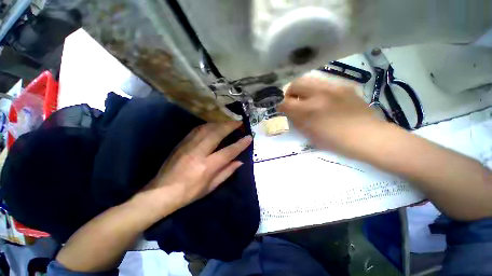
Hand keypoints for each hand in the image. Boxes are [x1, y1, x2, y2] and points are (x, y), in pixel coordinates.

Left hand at [143, 122, 251, 212]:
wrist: (160, 192)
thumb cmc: (189, 193)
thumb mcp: (211, 187)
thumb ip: (227, 172)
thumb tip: (240, 161)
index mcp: (207, 166)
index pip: (228, 151)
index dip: (240, 144)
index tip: (249, 137)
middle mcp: (198, 152)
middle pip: (217, 133)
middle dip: (230, 125)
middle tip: (239, 122)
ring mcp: (188, 145)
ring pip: (207, 128)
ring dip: (220, 123)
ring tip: (228, 123)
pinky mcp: (182, 143)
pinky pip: (197, 129)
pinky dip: (208, 125)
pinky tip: (214, 125)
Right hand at [278, 76, 385, 157]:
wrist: (368, 136)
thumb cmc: (335, 141)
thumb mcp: (309, 134)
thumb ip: (296, 120)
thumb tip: (289, 111)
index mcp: (309, 110)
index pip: (286, 102)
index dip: (281, 106)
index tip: (282, 109)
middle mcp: (319, 94)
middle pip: (295, 83)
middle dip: (290, 92)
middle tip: (292, 101)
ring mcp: (333, 87)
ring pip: (309, 79)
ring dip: (302, 89)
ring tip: (306, 99)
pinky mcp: (344, 85)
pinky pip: (323, 83)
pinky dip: (316, 90)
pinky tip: (322, 99)